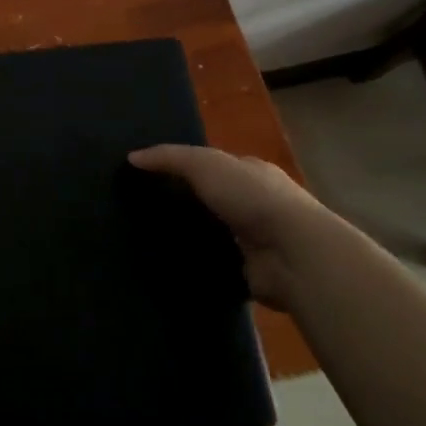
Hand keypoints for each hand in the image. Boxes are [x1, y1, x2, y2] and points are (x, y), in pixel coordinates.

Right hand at [127, 145, 350, 311]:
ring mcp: (256, 238)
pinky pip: (215, 262)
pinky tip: (169, 264)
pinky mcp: (250, 269)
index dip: (182, 168)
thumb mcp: (205, 164)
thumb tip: (132, 157)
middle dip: (184, 203)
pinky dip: (197, 263)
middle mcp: (256, 203)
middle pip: (212, 199)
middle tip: (141, 209)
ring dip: (190, 236)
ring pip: (213, 232)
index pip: (213, 166)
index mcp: (251, 172)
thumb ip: (170, 158)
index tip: (148, 177)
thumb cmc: (252, 198)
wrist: (293, 253)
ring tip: (148, 239)